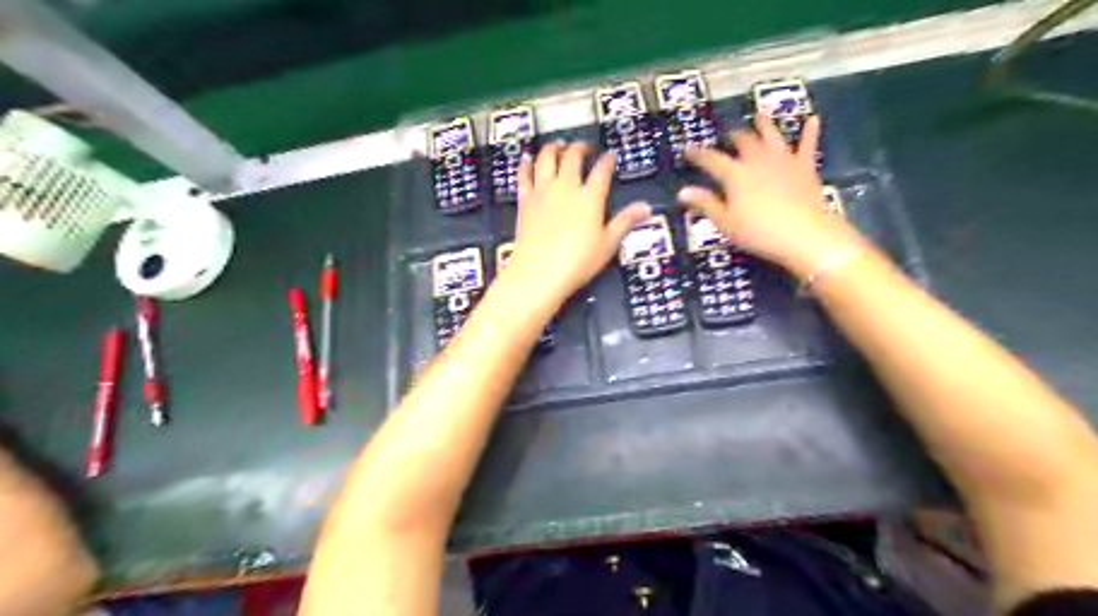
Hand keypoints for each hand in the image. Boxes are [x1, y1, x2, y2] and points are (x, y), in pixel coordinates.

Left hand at [505, 142, 648, 306]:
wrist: (539, 273)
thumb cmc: (577, 262)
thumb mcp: (607, 244)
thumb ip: (625, 222)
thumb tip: (645, 207)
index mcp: (589, 197)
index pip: (601, 170)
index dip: (607, 160)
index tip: (610, 155)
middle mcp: (565, 188)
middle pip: (572, 158)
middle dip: (580, 148)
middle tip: (584, 146)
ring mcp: (542, 192)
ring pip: (546, 159)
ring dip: (553, 148)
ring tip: (558, 144)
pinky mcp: (525, 201)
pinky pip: (524, 176)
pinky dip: (526, 164)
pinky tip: (527, 157)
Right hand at [683, 113, 871, 276]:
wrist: (803, 233)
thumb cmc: (758, 231)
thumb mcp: (725, 222)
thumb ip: (706, 204)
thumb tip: (682, 192)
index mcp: (735, 174)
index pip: (711, 160)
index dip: (698, 154)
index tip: (688, 150)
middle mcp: (757, 160)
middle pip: (743, 141)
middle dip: (733, 137)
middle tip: (728, 136)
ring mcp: (783, 160)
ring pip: (772, 135)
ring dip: (764, 125)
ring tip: (759, 115)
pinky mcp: (805, 166)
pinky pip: (807, 145)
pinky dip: (809, 132)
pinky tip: (813, 119)